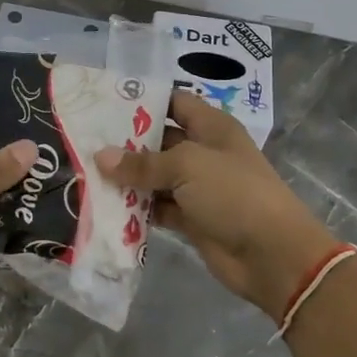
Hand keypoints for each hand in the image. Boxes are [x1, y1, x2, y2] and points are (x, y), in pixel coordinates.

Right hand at [96, 92, 333, 321]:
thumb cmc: (233, 193)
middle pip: (160, 141)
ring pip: (155, 177)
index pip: (174, 103)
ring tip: (84, 173)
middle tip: (84, 141)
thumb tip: (101, 157)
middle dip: (126, 143)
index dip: (145, 101)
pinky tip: (105, 206)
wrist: (272, 255)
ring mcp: (198, 188)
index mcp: (211, 128)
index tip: (105, 104)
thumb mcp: (186, 166)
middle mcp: (204, 153)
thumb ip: (142, 163)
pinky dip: (136, 208)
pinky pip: (158, 208)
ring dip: (127, 178)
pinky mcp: (192, 219)